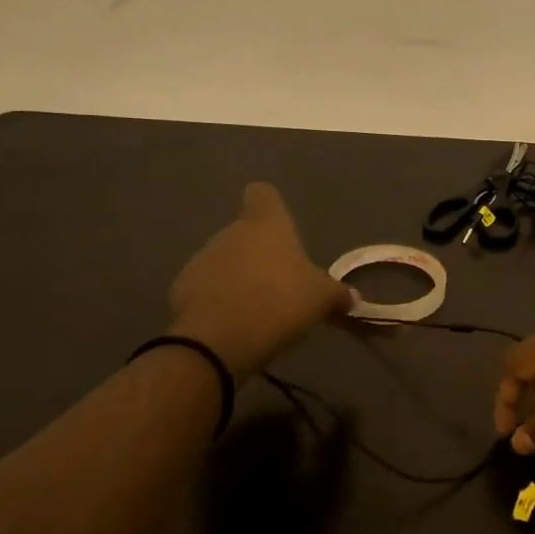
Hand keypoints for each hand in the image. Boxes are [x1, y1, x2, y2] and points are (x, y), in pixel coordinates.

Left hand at [168, 183, 352, 381]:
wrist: (220, 340)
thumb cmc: (279, 302)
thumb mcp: (320, 300)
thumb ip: (337, 295)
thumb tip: (353, 298)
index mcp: (266, 224)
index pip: (262, 194)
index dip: (270, 206)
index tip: (280, 227)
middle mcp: (231, 232)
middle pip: (245, 233)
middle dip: (258, 254)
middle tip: (279, 285)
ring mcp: (202, 258)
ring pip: (224, 260)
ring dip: (237, 277)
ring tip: (256, 309)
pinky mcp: (181, 287)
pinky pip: (205, 288)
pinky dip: (216, 300)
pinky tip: (231, 324)